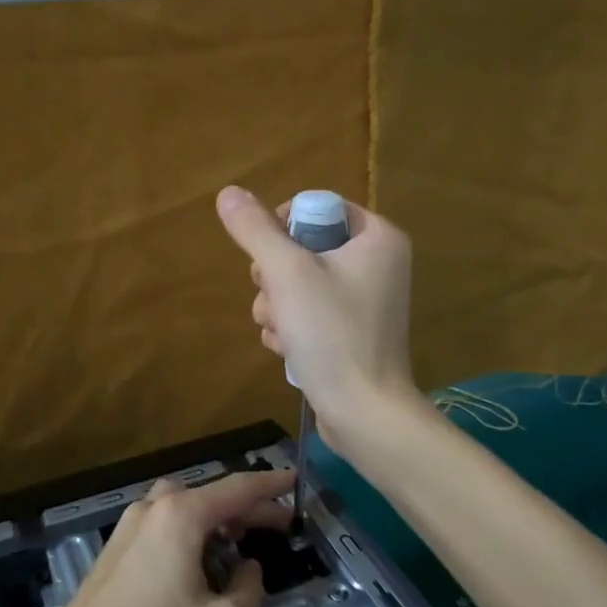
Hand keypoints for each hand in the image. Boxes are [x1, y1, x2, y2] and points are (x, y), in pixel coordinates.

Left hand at [21, 467, 296, 606]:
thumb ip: (249, 589)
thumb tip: (247, 569)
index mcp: (181, 514)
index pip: (238, 488)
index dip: (271, 484)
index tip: (296, 478)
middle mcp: (152, 509)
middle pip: (210, 496)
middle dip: (247, 507)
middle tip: (280, 525)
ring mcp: (127, 530)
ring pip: (183, 510)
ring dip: (216, 520)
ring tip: (241, 545)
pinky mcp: (113, 555)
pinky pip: (163, 529)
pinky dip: (190, 536)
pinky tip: (199, 568)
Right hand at [215, 185, 418, 450]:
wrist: (365, 414)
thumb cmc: (332, 334)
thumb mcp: (287, 274)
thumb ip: (255, 230)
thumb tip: (228, 192)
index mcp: (378, 237)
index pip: (317, 209)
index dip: (283, 228)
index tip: (269, 257)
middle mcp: (377, 263)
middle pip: (303, 247)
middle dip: (275, 276)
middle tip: (276, 299)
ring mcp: (366, 300)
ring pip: (299, 282)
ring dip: (277, 304)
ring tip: (282, 331)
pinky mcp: (352, 331)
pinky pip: (310, 311)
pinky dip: (292, 326)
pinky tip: (289, 348)